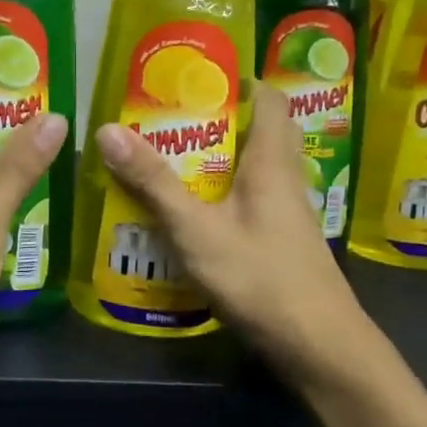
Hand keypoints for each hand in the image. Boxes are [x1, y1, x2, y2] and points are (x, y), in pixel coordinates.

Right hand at [93, 86, 365, 381]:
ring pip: (250, 171)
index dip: (240, 81)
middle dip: (215, 122)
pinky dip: (217, 198)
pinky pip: (246, 203)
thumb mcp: (196, 229)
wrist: (319, 348)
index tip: (196, 78)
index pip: (270, 100)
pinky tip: (185, 215)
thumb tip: (108, 129)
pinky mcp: (278, 244)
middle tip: (166, 122)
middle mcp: (283, 180)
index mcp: (271, 162)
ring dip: (213, 163)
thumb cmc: (260, 277)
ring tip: (165, 163)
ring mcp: (285, 215)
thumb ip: (153, 182)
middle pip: (257, 133)